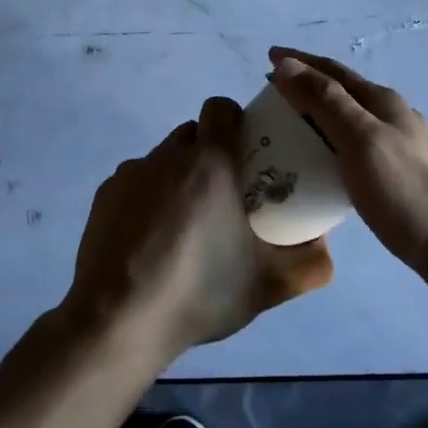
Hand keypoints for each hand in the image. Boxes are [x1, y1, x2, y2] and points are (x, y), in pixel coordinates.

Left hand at [64, 96, 333, 358]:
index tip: (246, 152)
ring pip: (163, 158)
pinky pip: (135, 182)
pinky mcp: (104, 195)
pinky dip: (147, 198)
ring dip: (178, 177)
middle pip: (193, 134)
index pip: (221, 108)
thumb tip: (323, 241)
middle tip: (223, 195)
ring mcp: (131, 173)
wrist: (118, 320)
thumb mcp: (269, 285)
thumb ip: (311, 263)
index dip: (235, 121)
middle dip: (209, 153)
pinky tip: (150, 240)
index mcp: (210, 163)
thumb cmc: (200, 292)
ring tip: (185, 224)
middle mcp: (168, 156)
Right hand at [267, 48, 427, 279]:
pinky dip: (329, 143)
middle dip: (304, 85)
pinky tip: (320, 163)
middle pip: (340, 91)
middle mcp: (391, 115)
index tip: (266, 57)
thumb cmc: (405, 190)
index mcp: (381, 101)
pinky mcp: (398, 174)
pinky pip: (353, 146)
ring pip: (347, 119)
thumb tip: (286, 64)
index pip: (331, 70)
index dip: (298, 62)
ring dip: (316, 114)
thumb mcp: (360, 139)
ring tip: (287, 126)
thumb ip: (325, 100)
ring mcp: (398, 145)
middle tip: (269, 96)